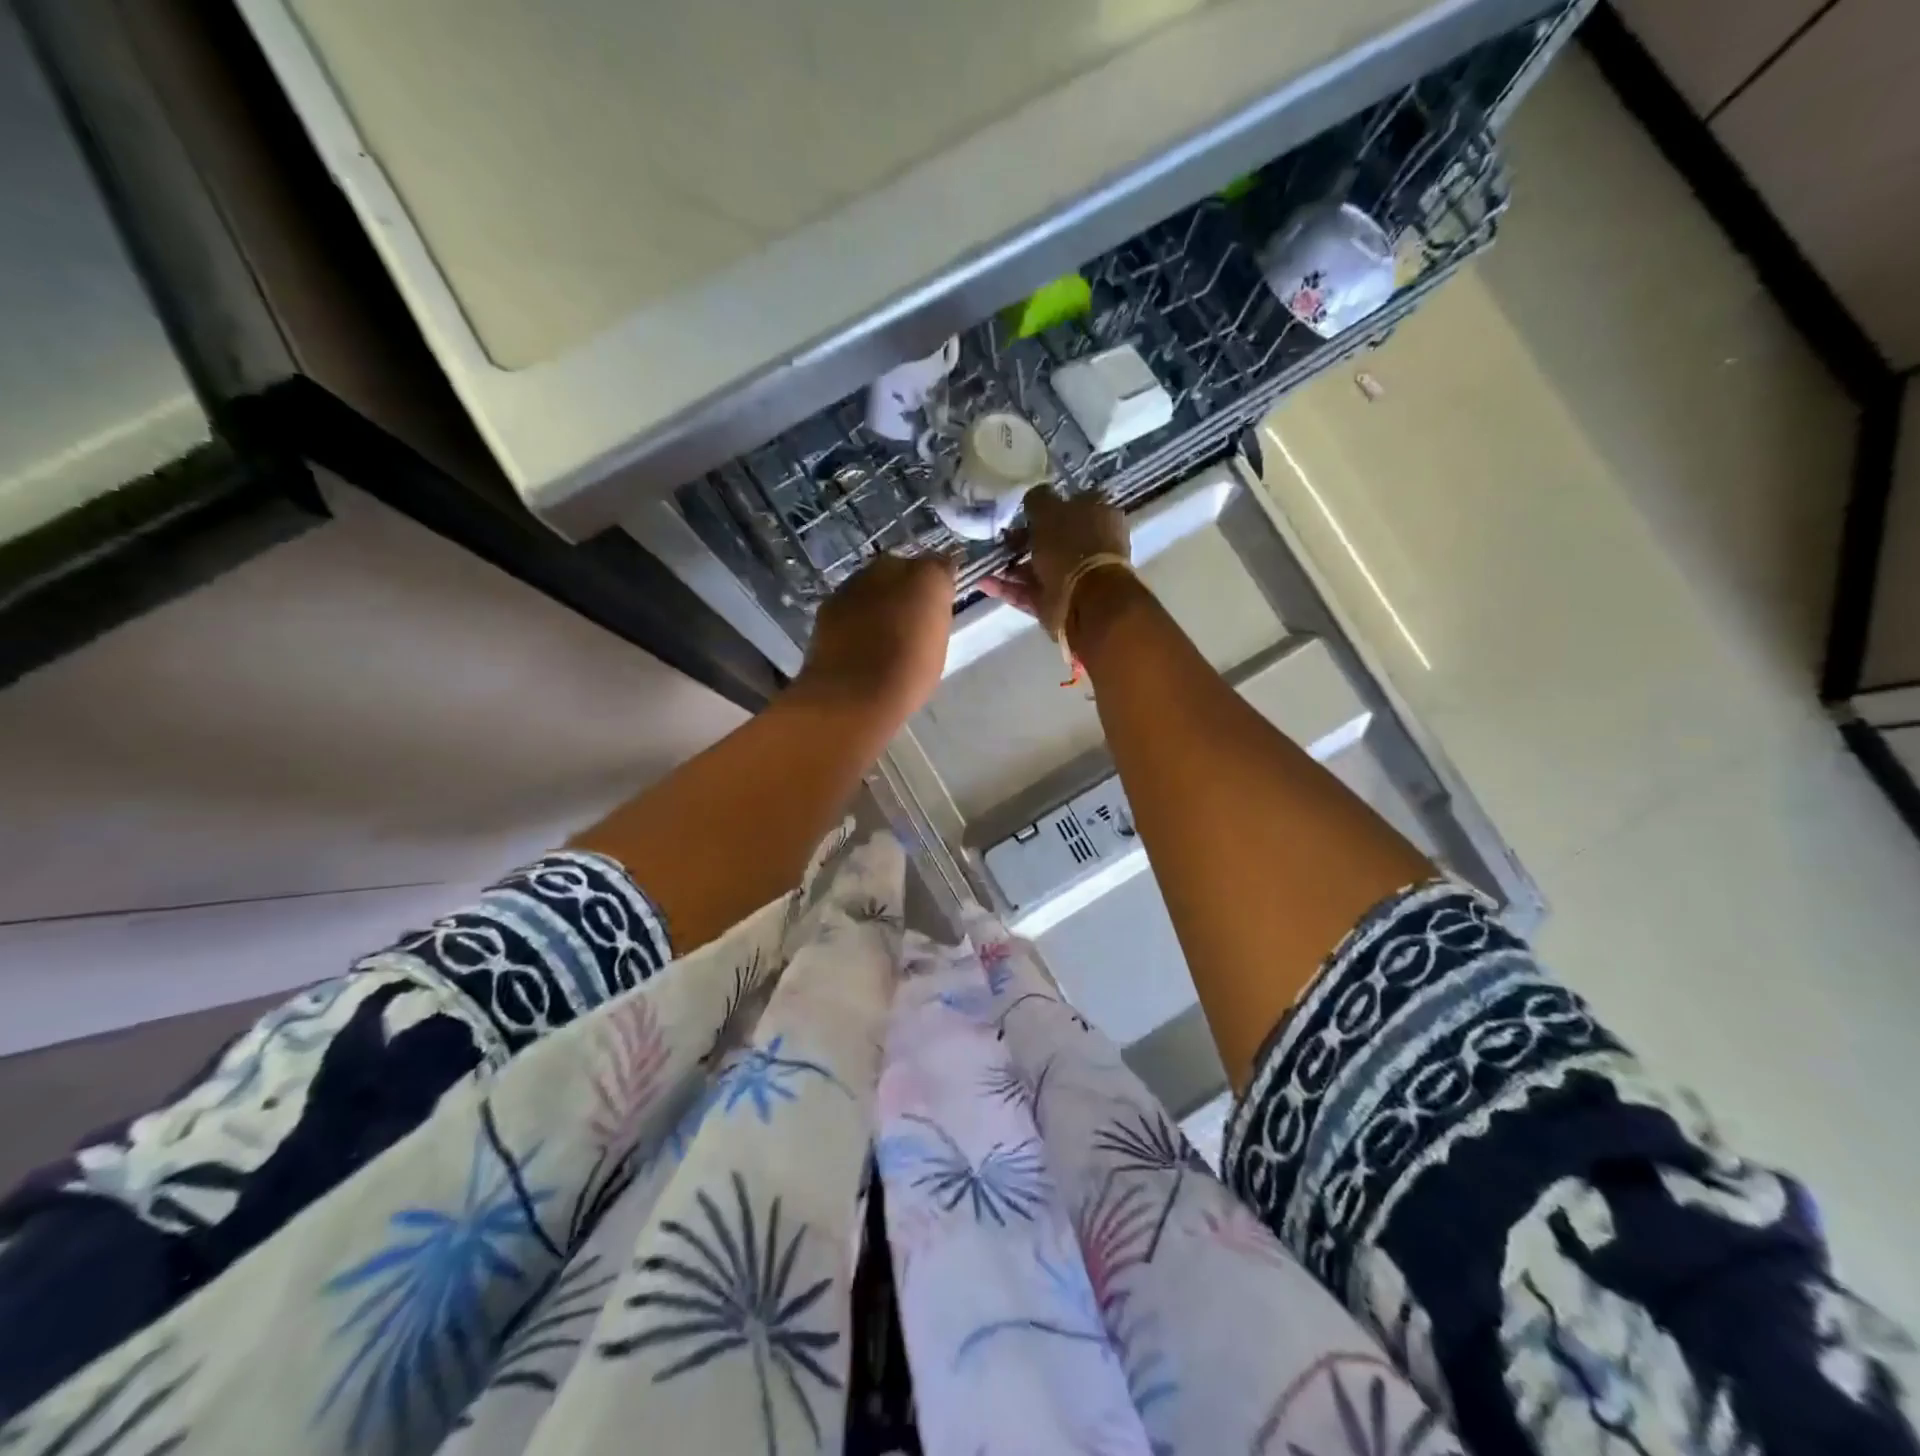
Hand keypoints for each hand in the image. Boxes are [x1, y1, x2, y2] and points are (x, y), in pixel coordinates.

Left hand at [796, 552, 957, 722]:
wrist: (854, 693)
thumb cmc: (910, 674)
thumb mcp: (937, 645)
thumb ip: (935, 615)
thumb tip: (929, 604)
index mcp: (928, 577)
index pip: (939, 566)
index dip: (938, 585)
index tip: (938, 604)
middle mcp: (891, 568)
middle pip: (902, 568)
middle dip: (905, 587)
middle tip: (909, 618)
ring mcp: (856, 583)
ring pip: (872, 583)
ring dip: (877, 599)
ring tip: (881, 631)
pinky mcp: (829, 602)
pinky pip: (850, 601)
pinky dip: (855, 613)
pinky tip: (857, 638)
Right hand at [979, 486, 1130, 635]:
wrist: (1086, 601)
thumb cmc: (1072, 546)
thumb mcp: (1049, 510)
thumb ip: (1038, 500)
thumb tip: (1033, 497)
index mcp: (1098, 515)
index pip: (1071, 503)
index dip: (1046, 505)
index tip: (1021, 510)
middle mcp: (1088, 545)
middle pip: (1051, 538)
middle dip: (1022, 539)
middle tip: (998, 538)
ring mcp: (1072, 576)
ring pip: (1036, 567)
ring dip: (1009, 565)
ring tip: (983, 561)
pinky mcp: (1056, 602)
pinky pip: (1027, 591)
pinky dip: (1006, 587)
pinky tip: (982, 581)